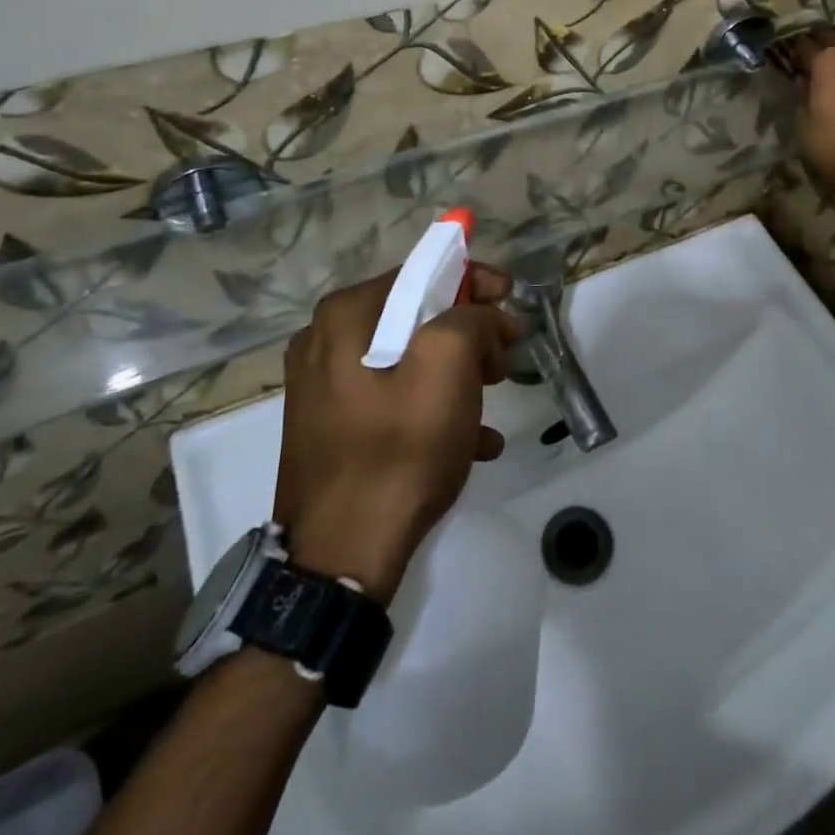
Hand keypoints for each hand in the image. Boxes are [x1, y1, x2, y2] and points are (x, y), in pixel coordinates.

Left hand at [273, 265, 519, 602]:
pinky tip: (473, 443)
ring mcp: (322, 388)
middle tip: (503, 362)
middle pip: (415, 317)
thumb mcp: (448, 369)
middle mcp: (324, 342)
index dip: (475, 280)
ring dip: (457, 374)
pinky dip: (432, 409)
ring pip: (407, 360)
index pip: (422, 273)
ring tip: (491, 404)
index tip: (512, 303)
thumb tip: (486, 315)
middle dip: (469, 335)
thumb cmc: (398, 451)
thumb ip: (472, 319)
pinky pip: (391, 400)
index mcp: (344, 316)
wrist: (339, 561)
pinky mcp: (329, 428)